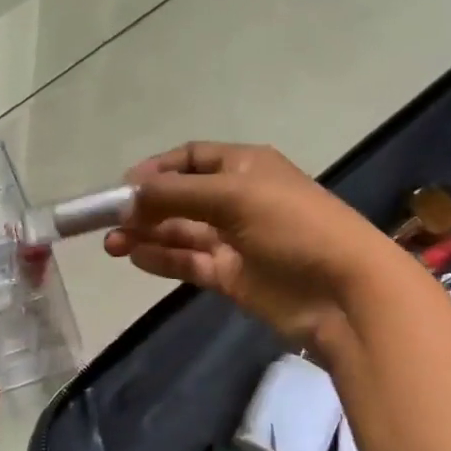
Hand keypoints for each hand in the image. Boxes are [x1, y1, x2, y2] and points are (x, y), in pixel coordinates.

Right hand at [103, 142, 397, 358]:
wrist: (343, 291)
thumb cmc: (293, 227)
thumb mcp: (234, 196)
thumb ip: (176, 194)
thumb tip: (127, 194)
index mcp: (244, 167)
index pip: (191, 158)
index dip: (157, 169)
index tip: (123, 186)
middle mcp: (236, 199)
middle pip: (179, 197)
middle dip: (144, 206)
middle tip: (107, 222)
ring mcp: (233, 239)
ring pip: (180, 232)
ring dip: (146, 234)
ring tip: (112, 244)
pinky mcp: (230, 275)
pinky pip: (188, 262)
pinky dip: (162, 259)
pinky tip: (136, 258)